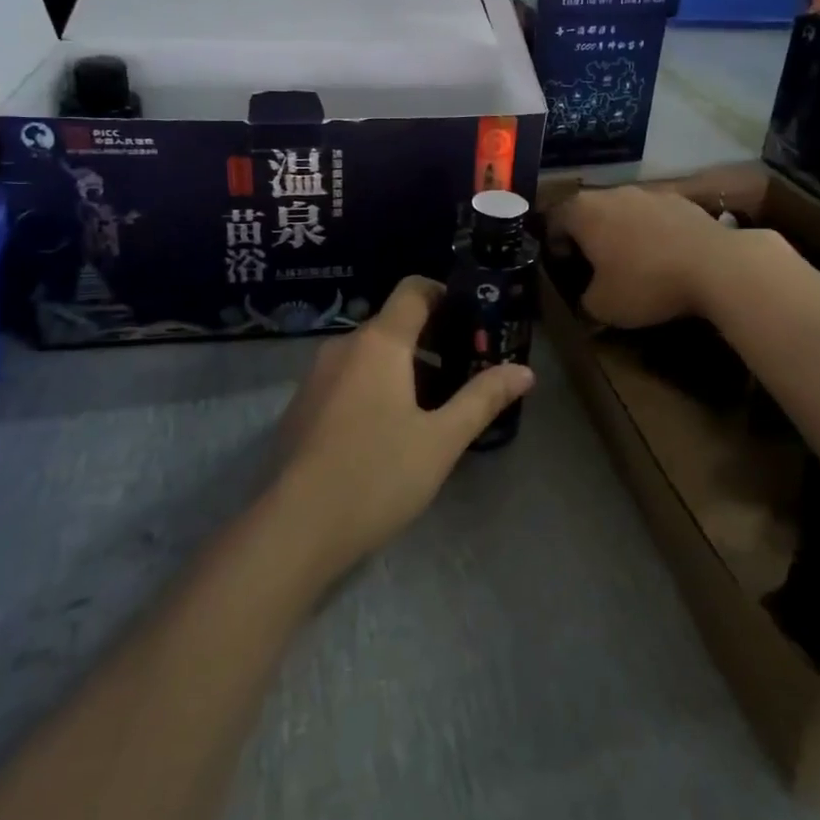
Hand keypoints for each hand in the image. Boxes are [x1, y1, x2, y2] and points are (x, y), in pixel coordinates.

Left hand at [272, 276, 534, 577]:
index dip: (445, 293)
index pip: (413, 290)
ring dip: (404, 368)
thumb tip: (525, 371)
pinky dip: (375, 386)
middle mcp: (343, 346)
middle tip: (465, 374)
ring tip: (433, 408)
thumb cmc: (377, 475)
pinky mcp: (302, 406)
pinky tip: (388, 432)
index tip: (473, 320)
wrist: (294, 529)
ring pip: (370, 354)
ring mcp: (316, 376)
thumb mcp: (441, 440)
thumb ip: (482, 398)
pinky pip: (348, 378)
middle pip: (394, 324)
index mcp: (379, 343)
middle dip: (433, 341)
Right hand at [549, 185, 741, 328]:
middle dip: (589, 236)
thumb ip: (584, 302)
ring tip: (633, 262)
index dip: (554, 245)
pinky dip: (653, 233)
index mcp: (583, 211)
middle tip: (594, 266)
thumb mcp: (603, 307)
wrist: (716, 266)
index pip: (554, 221)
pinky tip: (665, 258)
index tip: (564, 267)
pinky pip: (655, 216)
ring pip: (624, 212)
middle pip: (589, 211)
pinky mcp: (682, 200)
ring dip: (622, 232)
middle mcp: (613, 193)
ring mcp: (650, 193)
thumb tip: (587, 301)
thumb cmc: (646, 283)